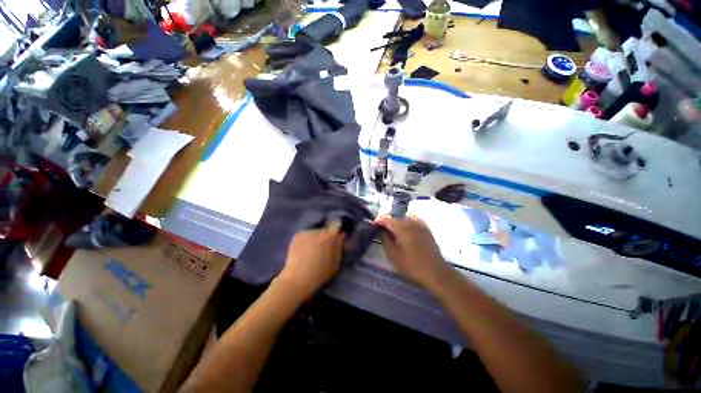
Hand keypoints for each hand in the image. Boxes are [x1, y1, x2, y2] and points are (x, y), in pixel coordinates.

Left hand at [279, 222, 344, 297]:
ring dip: (315, 238)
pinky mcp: (297, 235)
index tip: (336, 235)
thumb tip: (341, 236)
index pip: (337, 224)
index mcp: (331, 236)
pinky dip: (305, 240)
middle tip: (323, 246)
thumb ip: (339, 247)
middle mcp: (320, 230)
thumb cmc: (320, 273)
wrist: (298, 278)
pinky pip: (305, 235)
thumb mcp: (336, 262)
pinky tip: (302, 250)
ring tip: (311, 249)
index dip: (337, 229)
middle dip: (325, 235)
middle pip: (325, 229)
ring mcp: (308, 232)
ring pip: (314, 232)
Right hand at [375, 214, 450, 287]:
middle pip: (395, 214)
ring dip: (396, 218)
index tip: (373, 226)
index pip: (386, 218)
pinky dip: (405, 219)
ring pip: (404, 214)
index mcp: (402, 228)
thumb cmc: (411, 265)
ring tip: (392, 228)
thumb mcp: (393, 255)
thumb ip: (385, 240)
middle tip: (382, 228)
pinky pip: (413, 217)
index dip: (378, 220)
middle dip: (386, 219)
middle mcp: (411, 221)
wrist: (435, 271)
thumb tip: (380, 230)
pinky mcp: (425, 226)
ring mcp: (420, 223)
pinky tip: (404, 228)